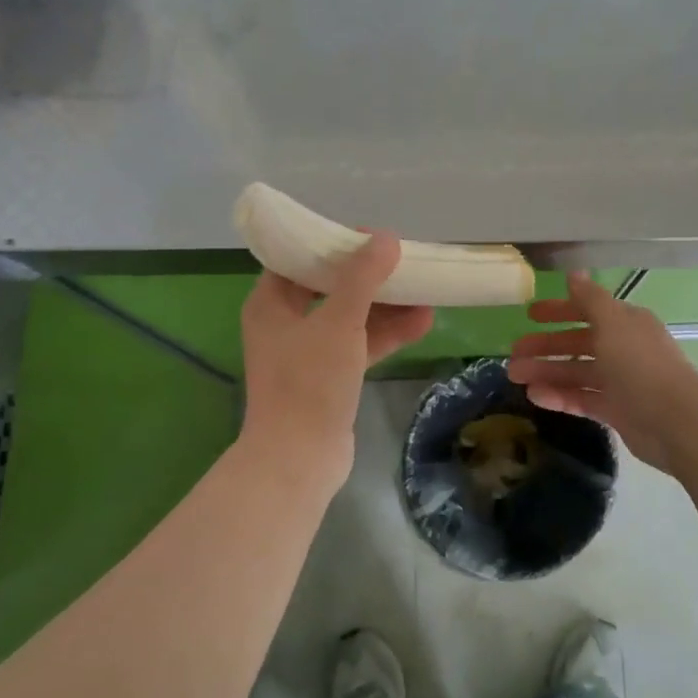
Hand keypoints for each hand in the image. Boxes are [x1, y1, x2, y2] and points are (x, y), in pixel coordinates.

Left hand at [238, 233, 434, 496]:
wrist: (299, 459)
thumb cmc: (309, 383)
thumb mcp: (338, 322)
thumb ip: (362, 278)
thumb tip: (386, 238)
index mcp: (271, 303)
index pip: (300, 258)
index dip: (334, 244)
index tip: (370, 237)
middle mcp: (285, 322)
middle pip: (330, 286)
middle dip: (370, 276)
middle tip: (404, 262)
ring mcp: (308, 352)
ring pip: (351, 316)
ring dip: (386, 306)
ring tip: (426, 290)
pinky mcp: (329, 377)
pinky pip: (359, 344)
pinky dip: (386, 334)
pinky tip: (423, 323)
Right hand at [507, 273, 697, 474]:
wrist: (675, 421)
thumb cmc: (640, 365)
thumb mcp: (612, 323)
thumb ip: (590, 299)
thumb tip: (574, 272)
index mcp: (626, 323)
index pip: (587, 311)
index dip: (559, 311)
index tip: (530, 315)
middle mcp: (624, 348)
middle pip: (578, 343)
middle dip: (546, 346)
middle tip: (513, 353)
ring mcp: (620, 381)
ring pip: (576, 372)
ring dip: (546, 372)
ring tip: (515, 377)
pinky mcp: (617, 411)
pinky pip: (582, 398)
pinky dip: (559, 396)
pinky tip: (534, 397)